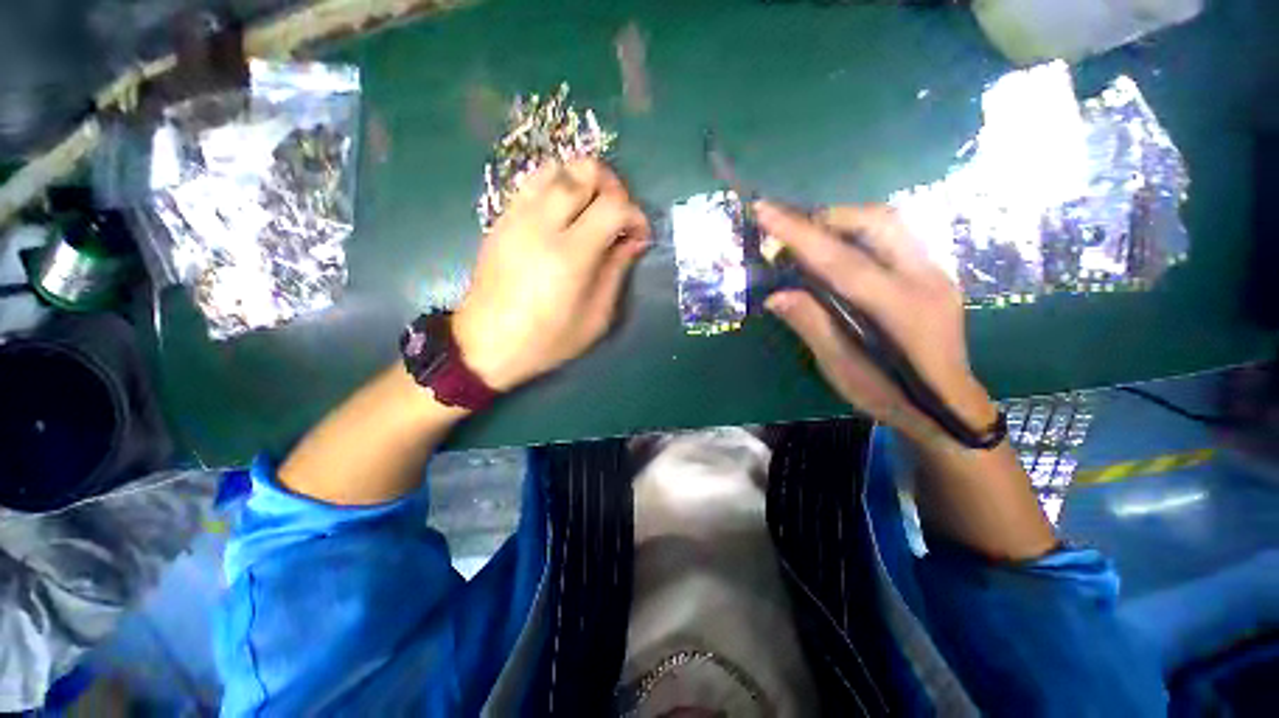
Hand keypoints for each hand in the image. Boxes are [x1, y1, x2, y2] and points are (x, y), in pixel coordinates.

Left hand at [452, 159, 650, 390]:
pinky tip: (564, 216)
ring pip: (557, 167)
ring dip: (583, 181)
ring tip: (592, 210)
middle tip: (618, 215)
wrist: (486, 344)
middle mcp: (542, 224)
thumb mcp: (596, 318)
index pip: (614, 206)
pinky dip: (558, 187)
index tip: (640, 236)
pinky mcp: (501, 218)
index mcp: (570, 255)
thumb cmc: (547, 340)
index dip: (636, 215)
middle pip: (585, 171)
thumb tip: (634, 240)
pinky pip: (534, 183)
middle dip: (613, 186)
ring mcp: (517, 216)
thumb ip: (617, 272)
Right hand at [755, 201, 997, 447]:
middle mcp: (924, 277)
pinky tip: (839, 253)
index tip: (764, 210)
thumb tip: (774, 295)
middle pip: (876, 222)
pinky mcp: (933, 273)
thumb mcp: (841, 368)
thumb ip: (811, 325)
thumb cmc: (890, 394)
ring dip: (843, 222)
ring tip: (811, 238)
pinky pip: (893, 237)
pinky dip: (859, 234)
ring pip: (888, 223)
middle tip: (790, 231)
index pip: (840, 259)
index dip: (798, 234)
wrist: (948, 407)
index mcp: (899, 307)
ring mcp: (934, 271)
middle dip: (826, 218)